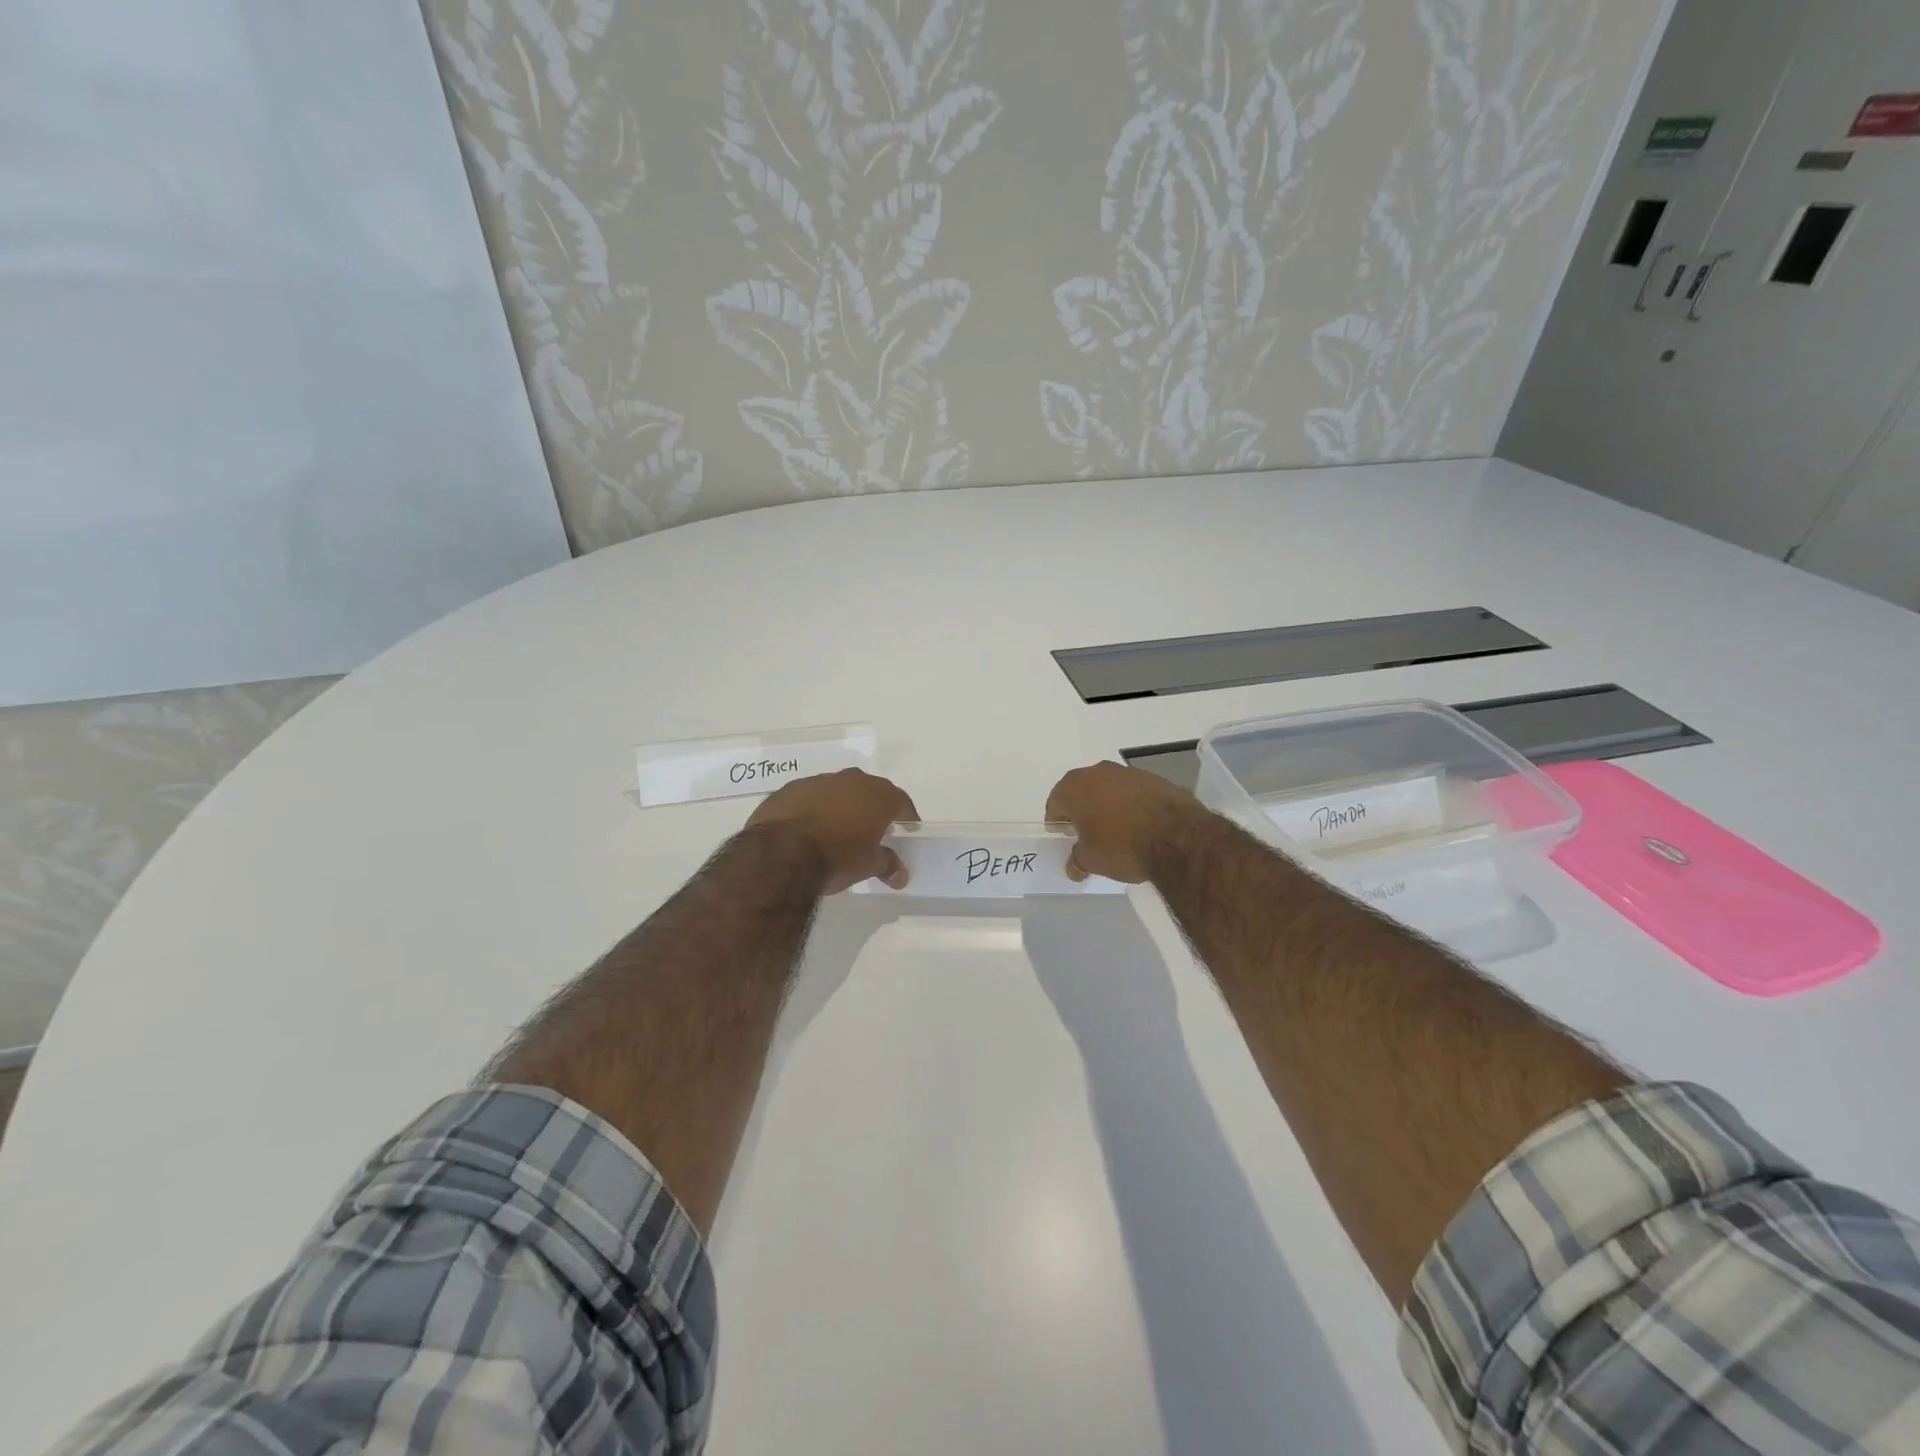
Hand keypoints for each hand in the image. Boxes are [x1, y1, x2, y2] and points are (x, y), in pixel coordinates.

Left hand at [745, 769, 919, 892]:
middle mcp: (850, 780)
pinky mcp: (789, 789)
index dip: (906, 816)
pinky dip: (813, 809)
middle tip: (872, 829)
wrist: (781, 854)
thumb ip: (887, 864)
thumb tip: (901, 874)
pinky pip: (809, 797)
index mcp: (877, 795)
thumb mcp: (868, 866)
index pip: (901, 801)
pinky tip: (807, 829)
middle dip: (872, 807)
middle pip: (869, 790)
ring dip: (840, 806)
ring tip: (836, 830)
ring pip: (837, 791)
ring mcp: (817, 781)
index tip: (907, 829)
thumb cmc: (837, 857)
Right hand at [1045, 761, 1203, 883]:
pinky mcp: (1155, 779)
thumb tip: (1073, 867)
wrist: (1177, 836)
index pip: (1055, 802)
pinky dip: (1132, 804)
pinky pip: (1134, 792)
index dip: (1057, 820)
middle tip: (1086, 831)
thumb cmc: (1121, 846)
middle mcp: (1098, 772)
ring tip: (1115, 829)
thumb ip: (1078, 859)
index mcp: (1075, 787)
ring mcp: (1128, 772)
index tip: (1062, 834)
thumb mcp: (1092, 860)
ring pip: (1109, 788)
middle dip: (1082, 808)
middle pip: (1082, 790)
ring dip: (1108, 804)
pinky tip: (1140, 824)